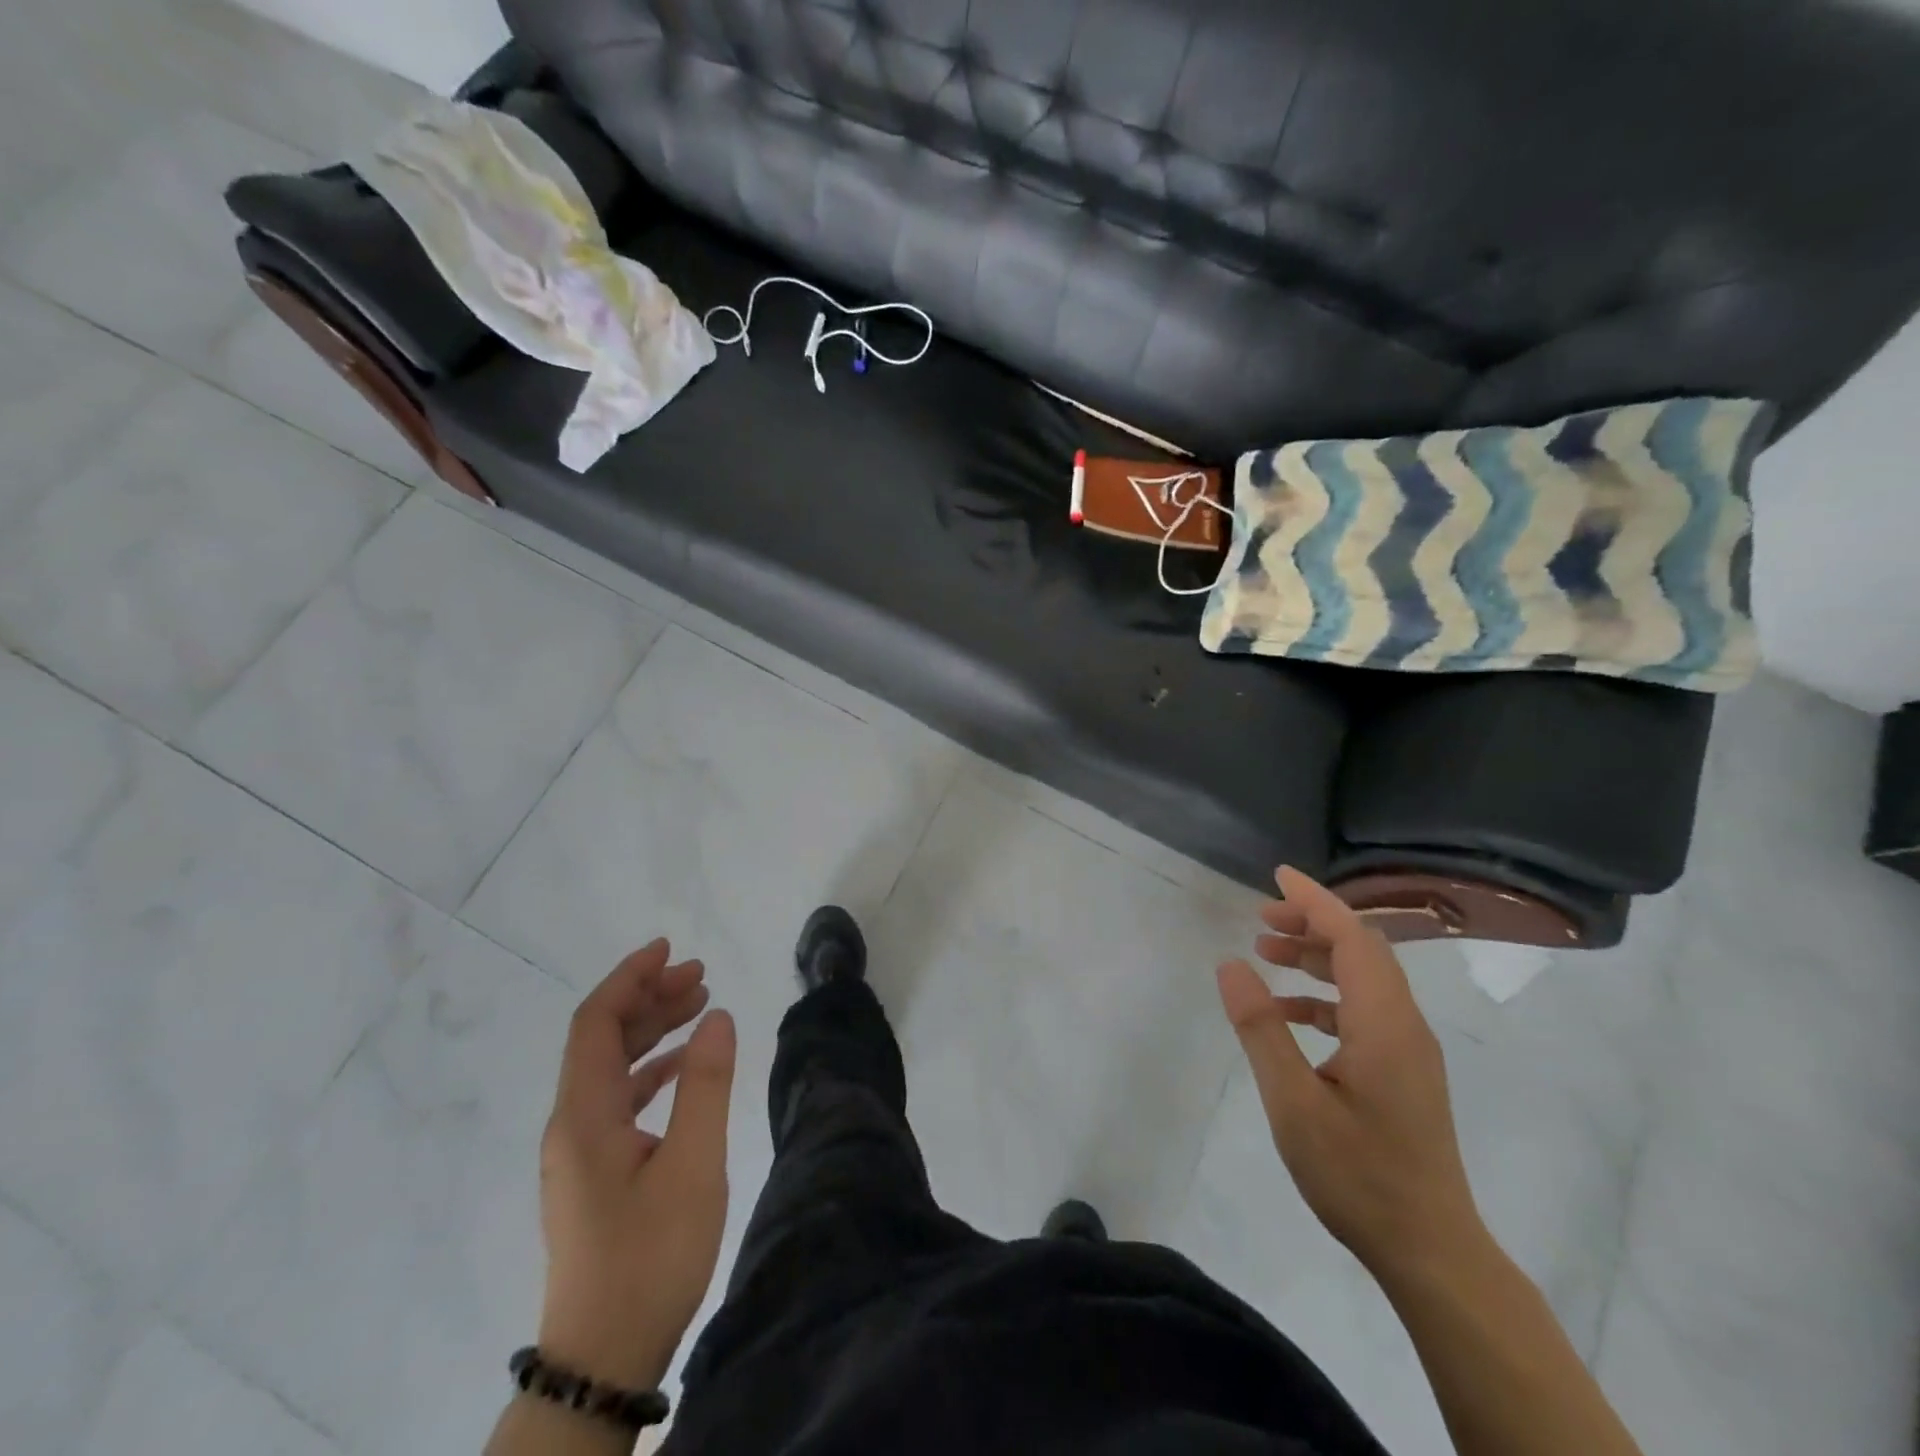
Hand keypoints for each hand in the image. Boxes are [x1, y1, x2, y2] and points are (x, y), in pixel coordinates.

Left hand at [537, 940, 736, 1389]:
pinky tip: (682, 1065)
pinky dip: (650, 1068)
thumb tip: (716, 1015)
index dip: (629, 977)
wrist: (603, 1357)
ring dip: (651, 1030)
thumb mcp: (692, 1165)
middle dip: (648, 997)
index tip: (669, 948)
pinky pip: (618, 1098)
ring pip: (611, 1067)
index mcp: (584, 1115)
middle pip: (602, 1038)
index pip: (596, 1022)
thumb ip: (705, 1085)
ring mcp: (580, 1151)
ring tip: (699, 1005)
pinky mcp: (594, 1172)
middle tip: (700, 974)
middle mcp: (571, 1124)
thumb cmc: (650, 1255)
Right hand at [1216, 867, 1485, 1281]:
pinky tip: (1288, 1014)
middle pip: (1362, 950)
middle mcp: (1405, 1025)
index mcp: (1385, 1023)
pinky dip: (1324, 995)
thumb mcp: (1293, 1101)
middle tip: (1259, 920)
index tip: (1277, 877)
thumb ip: (1261, 1028)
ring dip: (1316, 958)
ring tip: (1265, 954)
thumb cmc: (1358, 1175)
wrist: (1431, 1251)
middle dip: (1311, 923)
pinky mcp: (1403, 1071)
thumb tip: (1231, 965)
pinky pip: (1364, 1010)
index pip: (1353, 937)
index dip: (1316, 901)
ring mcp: (1409, 1049)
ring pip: (1364, 978)